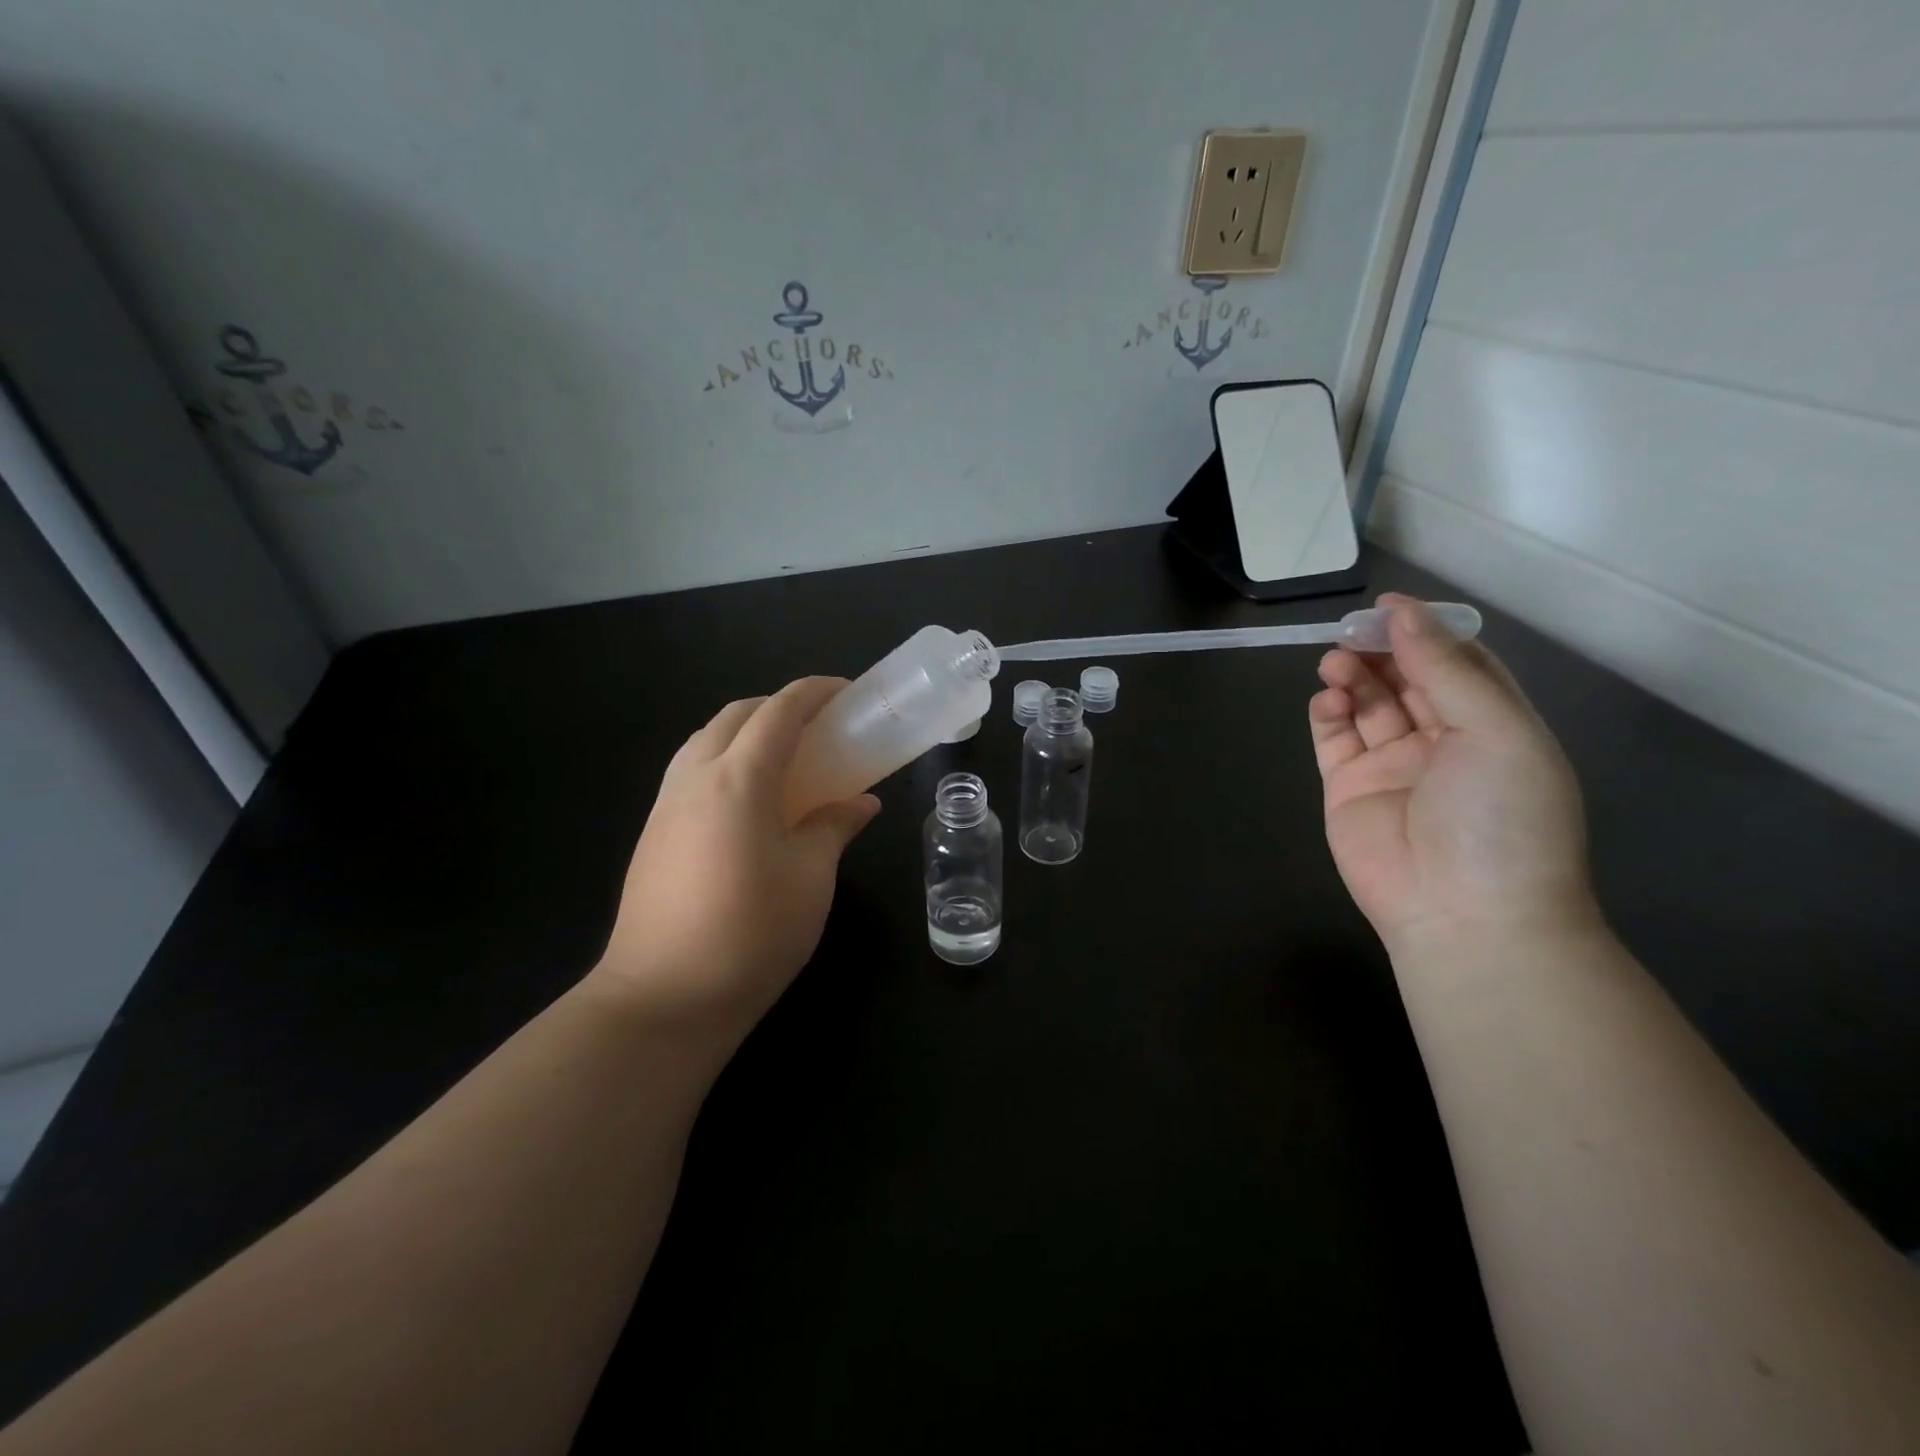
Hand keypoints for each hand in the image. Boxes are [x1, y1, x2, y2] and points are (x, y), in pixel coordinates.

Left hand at [588, 677, 880, 1051]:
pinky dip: (724, 762)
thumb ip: (834, 827)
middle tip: (819, 727)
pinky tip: (748, 803)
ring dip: (746, 732)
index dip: (815, 693)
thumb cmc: (752, 933)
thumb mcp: (811, 877)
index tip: (847, 692)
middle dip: (778, 706)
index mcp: (738, 779)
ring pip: (705, 740)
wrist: (663, 998)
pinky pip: (691, 772)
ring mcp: (666, 805)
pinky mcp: (653, 834)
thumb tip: (861, 803)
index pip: (779, 712)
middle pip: (735, 715)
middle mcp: (695, 778)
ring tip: (785, 761)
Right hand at [1308, 595, 1597, 954]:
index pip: (1456, 664)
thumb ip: (1446, 670)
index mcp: (1491, 727)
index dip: (1425, 632)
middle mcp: (1441, 742)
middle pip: (1405, 679)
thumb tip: (1402, 614)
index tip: (1389, 607)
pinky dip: (1326, 713)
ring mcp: (1391, 767)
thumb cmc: (1500, 817)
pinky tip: (1326, 699)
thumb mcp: (1496, 731)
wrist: (1464, 914)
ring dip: (1351, 677)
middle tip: (1352, 632)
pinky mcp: (1347, 789)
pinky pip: (1333, 740)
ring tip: (1334, 663)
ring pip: (1366, 705)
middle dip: (1380, 651)